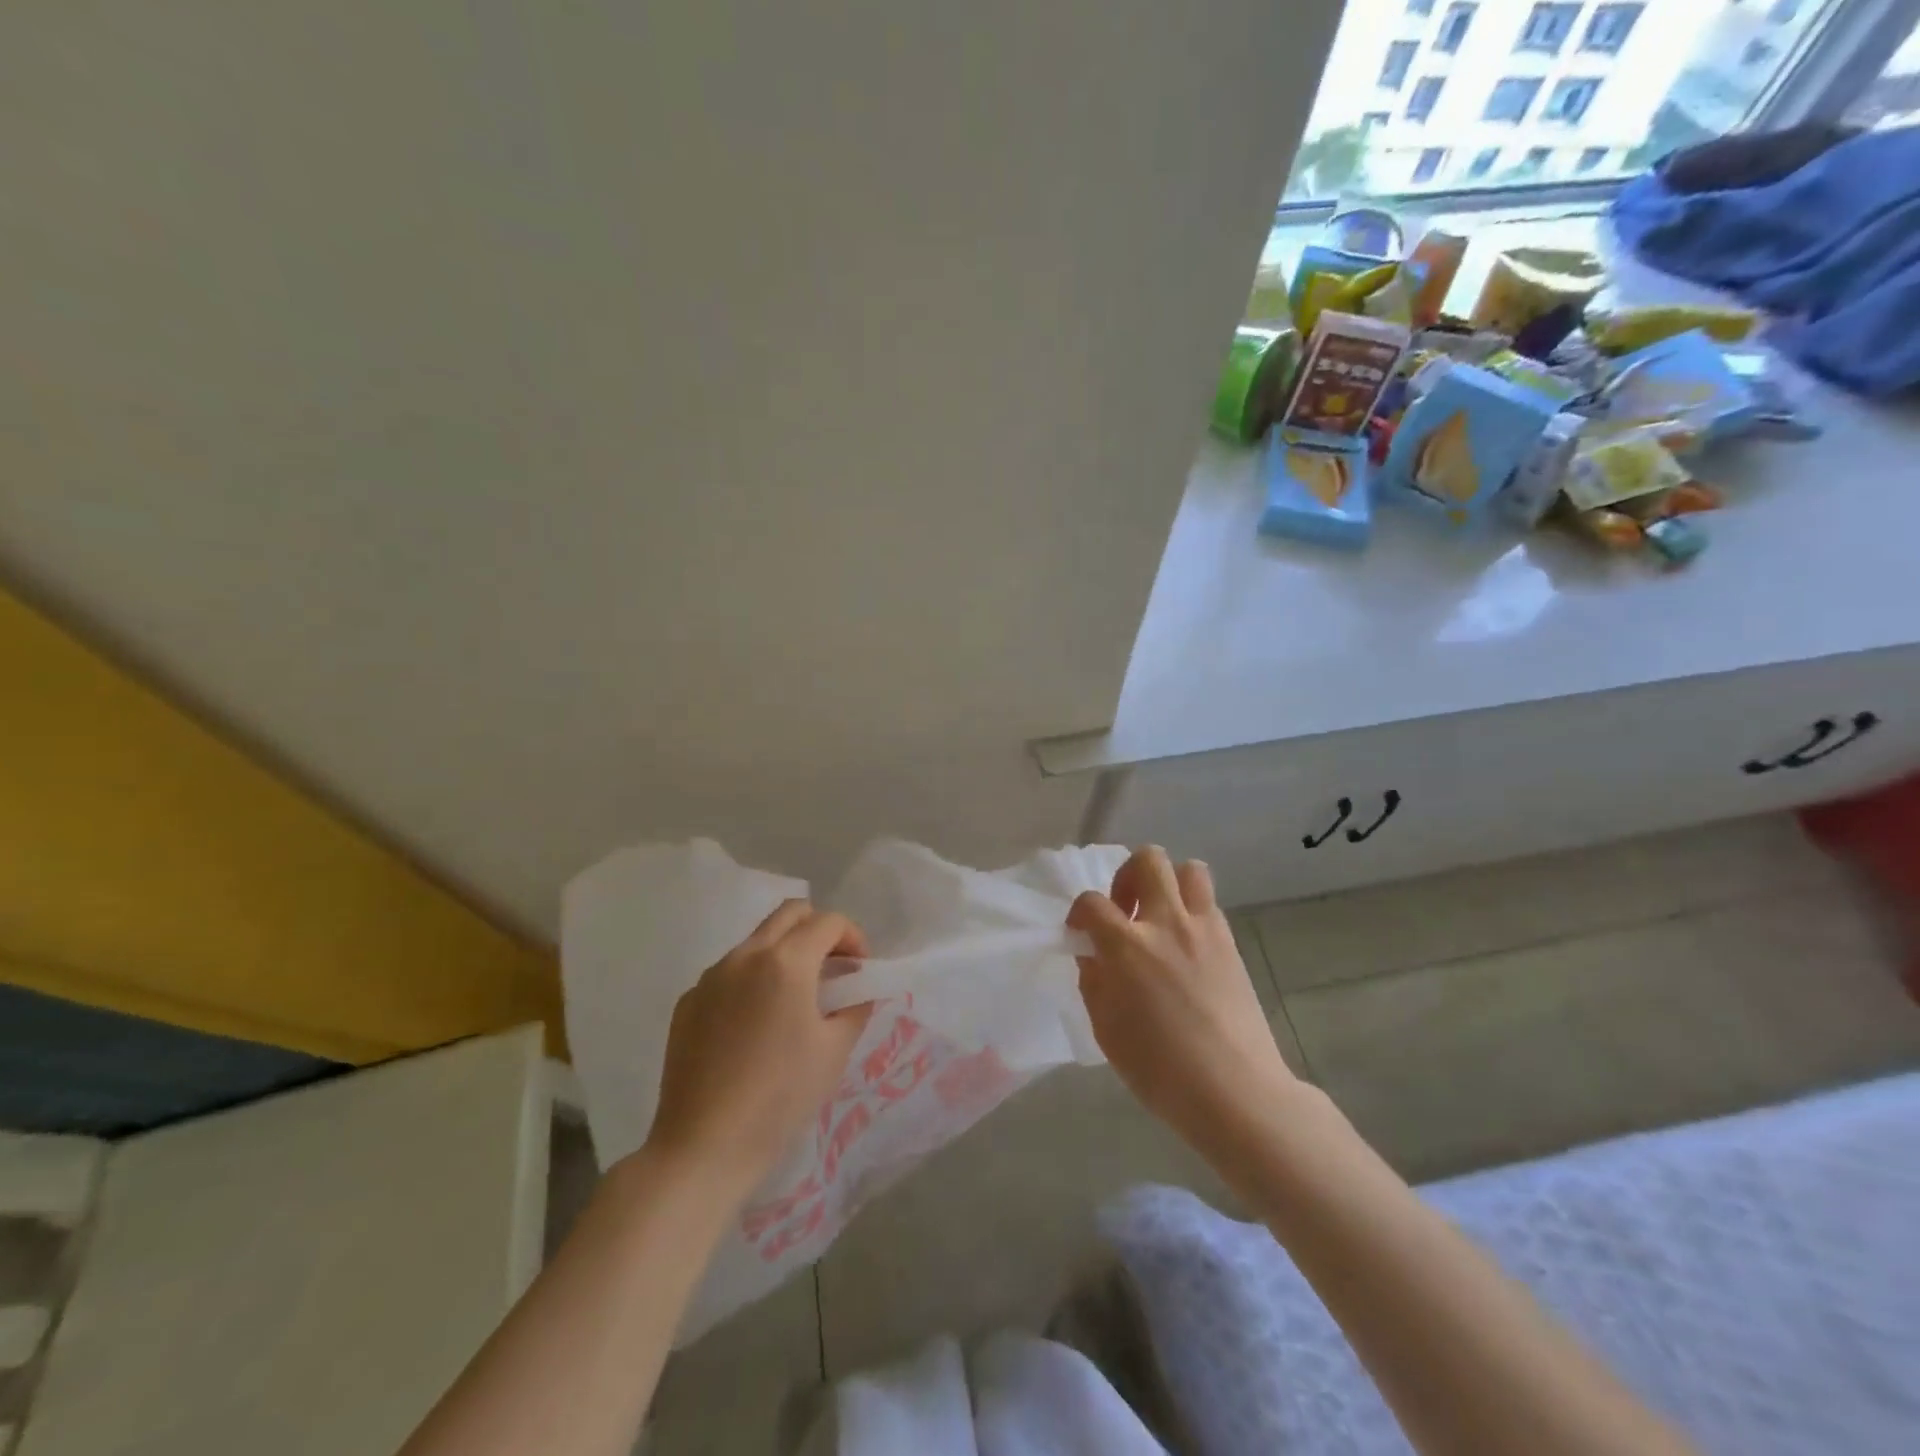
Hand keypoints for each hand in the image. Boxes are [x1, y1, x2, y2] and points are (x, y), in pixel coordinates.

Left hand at [644, 901, 872, 1195]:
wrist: (704, 1145)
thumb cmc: (781, 1097)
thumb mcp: (835, 1050)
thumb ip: (854, 1006)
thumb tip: (856, 989)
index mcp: (785, 961)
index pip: (828, 922)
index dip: (854, 938)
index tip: (859, 971)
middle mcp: (745, 955)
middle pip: (790, 913)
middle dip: (818, 930)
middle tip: (832, 968)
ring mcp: (710, 977)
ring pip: (757, 941)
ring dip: (784, 953)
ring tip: (794, 1000)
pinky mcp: (688, 1002)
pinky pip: (729, 973)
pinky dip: (752, 980)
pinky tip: (754, 1027)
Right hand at [1069, 847, 1296, 1152]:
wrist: (1235, 1091)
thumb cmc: (1160, 1070)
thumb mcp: (1106, 1030)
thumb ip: (1094, 981)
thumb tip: (1093, 955)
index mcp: (1127, 946)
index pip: (1091, 903)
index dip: (1079, 913)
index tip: (1080, 933)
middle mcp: (1166, 923)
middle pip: (1147, 860)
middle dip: (1126, 876)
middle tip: (1124, 911)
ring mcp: (1203, 929)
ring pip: (1188, 869)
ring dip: (1167, 883)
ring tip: (1159, 916)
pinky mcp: (1230, 943)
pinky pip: (1208, 903)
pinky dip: (1191, 910)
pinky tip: (1184, 945)